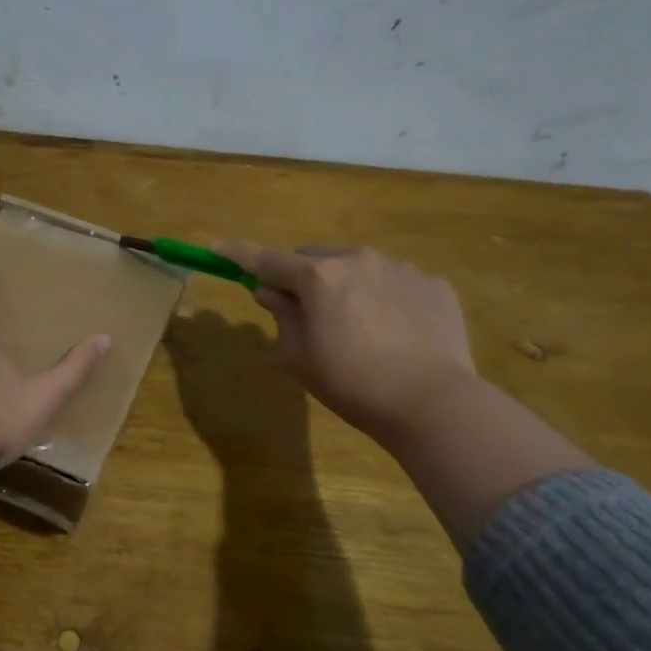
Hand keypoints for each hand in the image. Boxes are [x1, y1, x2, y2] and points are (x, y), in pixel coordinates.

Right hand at [214, 242, 476, 438]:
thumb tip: (271, 291)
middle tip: (305, 312)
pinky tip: (395, 334)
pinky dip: (384, 298)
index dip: (238, 254)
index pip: (267, 259)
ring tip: (358, 328)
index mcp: (319, 277)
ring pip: (358, 267)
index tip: (217, 247)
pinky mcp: (433, 285)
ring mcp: (401, 268)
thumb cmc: (352, 383)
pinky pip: (395, 282)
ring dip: (346, 286)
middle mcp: (359, 260)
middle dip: (303, 278)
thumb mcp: (299, 357)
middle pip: (316, 259)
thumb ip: (282, 316)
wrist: (432, 402)